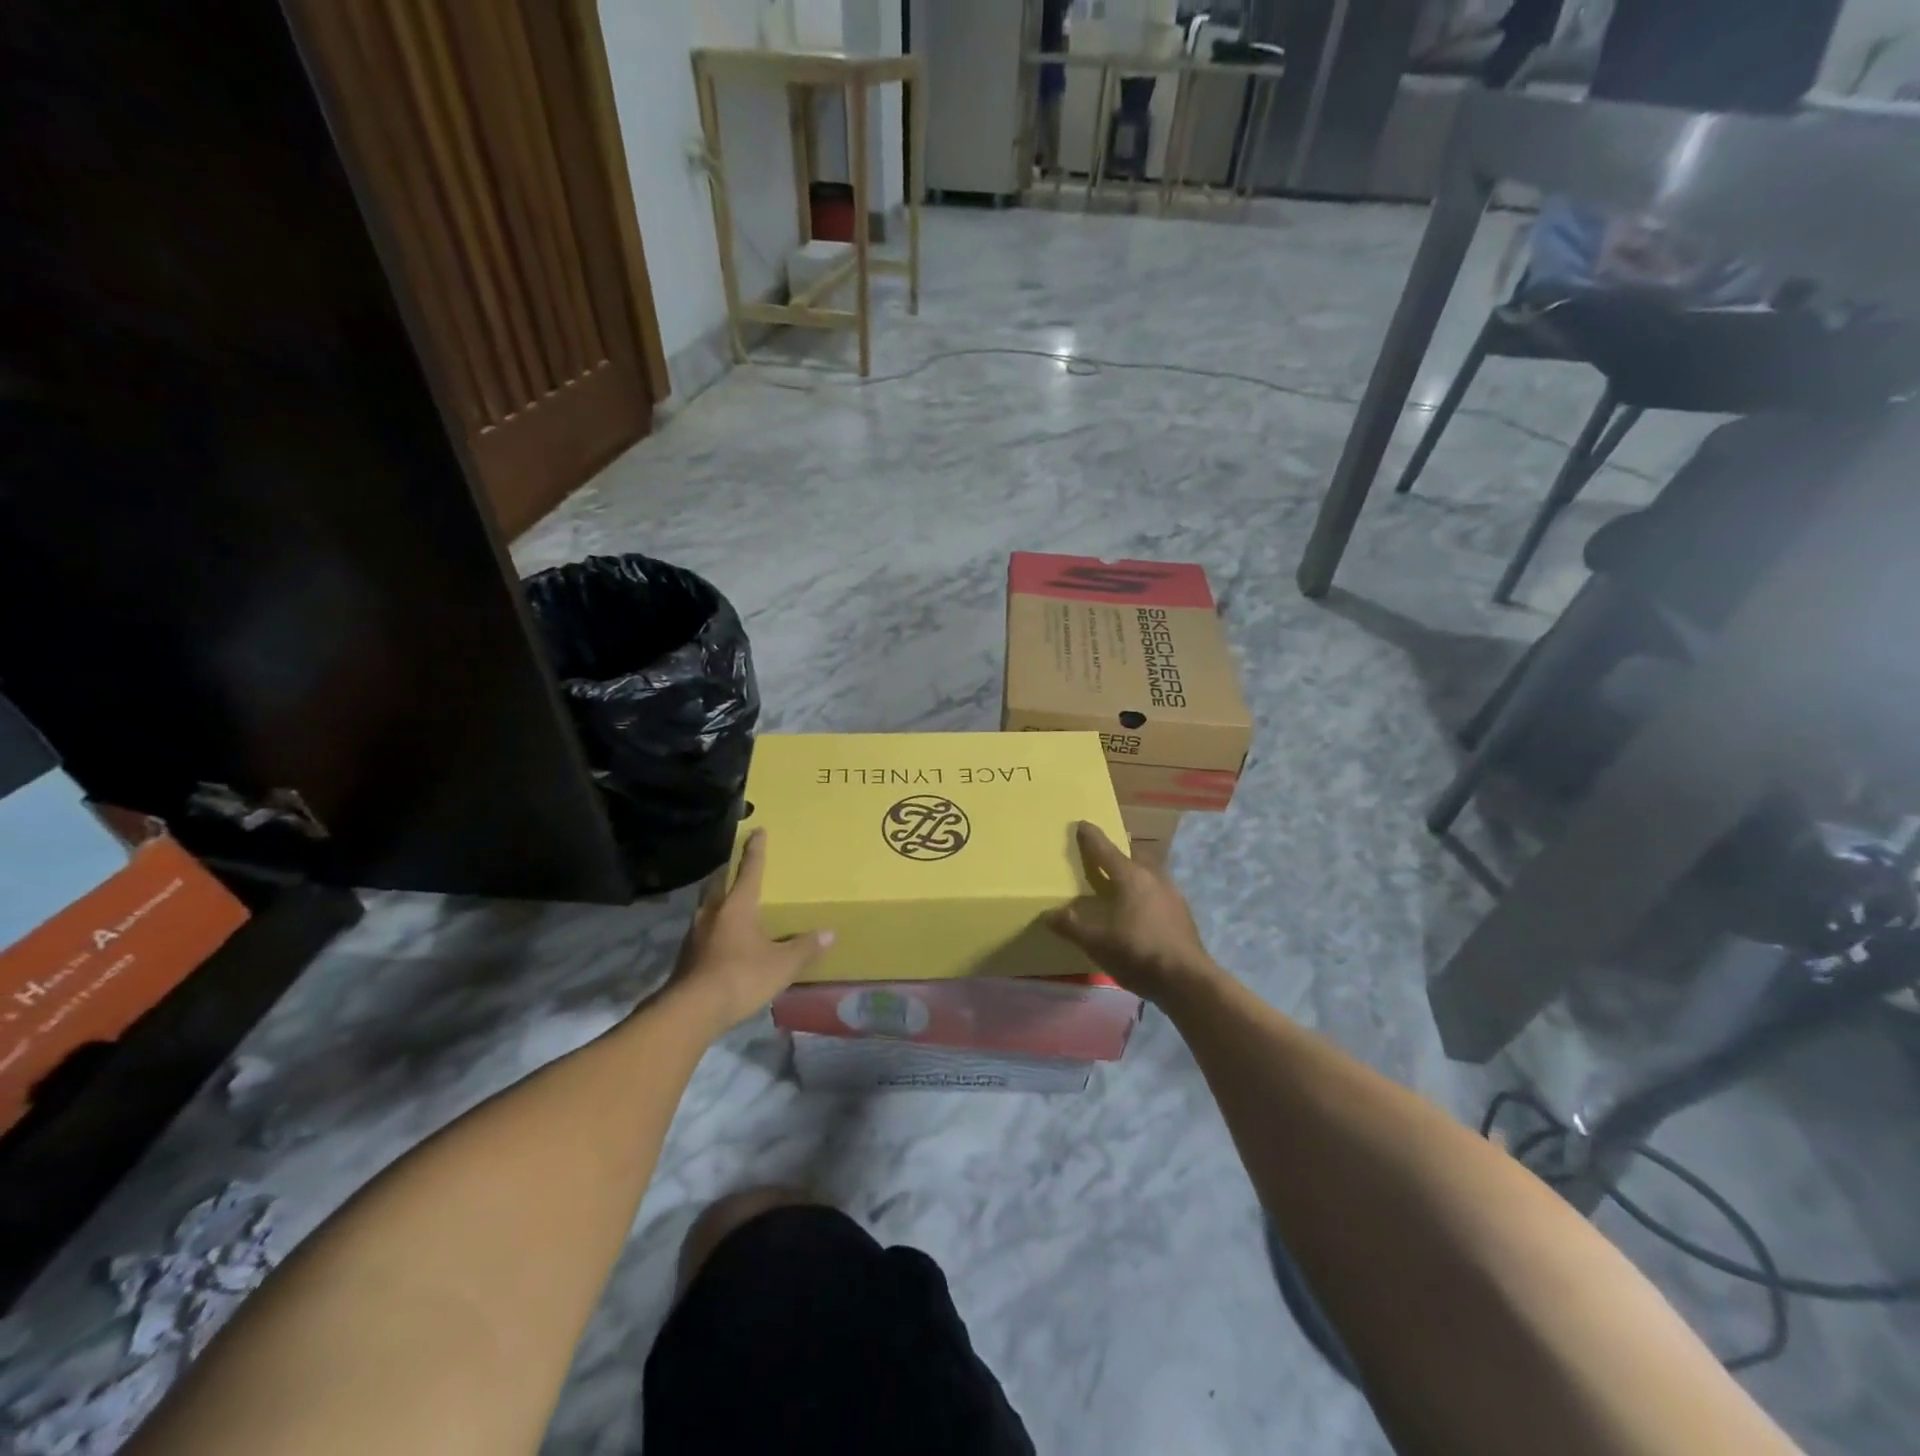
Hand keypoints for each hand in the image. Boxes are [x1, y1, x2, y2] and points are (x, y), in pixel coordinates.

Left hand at [668, 829, 832, 1033]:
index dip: (755, 850)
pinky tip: (722, 939)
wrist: (691, 1010)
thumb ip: (804, 948)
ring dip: (718, 900)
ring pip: (707, 906)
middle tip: (736, 868)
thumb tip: (829, 933)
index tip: (757, 830)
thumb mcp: (781, 964)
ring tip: (730, 904)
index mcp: (737, 906)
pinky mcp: (686, 956)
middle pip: (719, 883)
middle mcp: (713, 912)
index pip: (750, 870)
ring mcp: (695, 934)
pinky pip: (703, 930)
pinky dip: (714, 927)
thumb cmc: (741, 976)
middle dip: (728, 873)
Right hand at [1046, 821, 1220, 1003]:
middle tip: (1104, 853)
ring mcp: (1172, 894)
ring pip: (1149, 872)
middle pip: (1133, 856)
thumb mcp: (1096, 942)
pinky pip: (1158, 891)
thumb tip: (1048, 915)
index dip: (1091, 837)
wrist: (1187, 980)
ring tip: (1121, 880)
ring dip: (1134, 871)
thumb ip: (1071, 927)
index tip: (1082, 824)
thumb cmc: (1137, 953)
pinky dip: (1145, 891)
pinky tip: (1140, 907)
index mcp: (1130, 877)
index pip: (1105, 850)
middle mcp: (1153, 877)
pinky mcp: (1182, 913)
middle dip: (1118, 851)